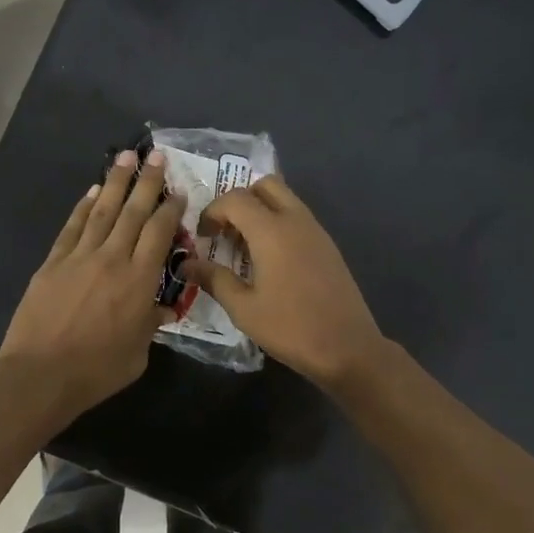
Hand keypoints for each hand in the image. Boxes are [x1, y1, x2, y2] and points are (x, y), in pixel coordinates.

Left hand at [0, 149, 184, 420]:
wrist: (41, 374)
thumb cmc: (97, 370)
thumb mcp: (138, 353)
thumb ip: (151, 324)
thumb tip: (160, 309)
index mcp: (140, 280)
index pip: (160, 233)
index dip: (171, 209)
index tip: (178, 192)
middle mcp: (113, 258)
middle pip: (134, 212)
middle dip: (148, 181)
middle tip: (157, 155)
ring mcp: (80, 257)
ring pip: (103, 210)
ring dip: (116, 182)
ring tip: (126, 157)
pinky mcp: (53, 263)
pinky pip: (72, 227)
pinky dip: (83, 206)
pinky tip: (93, 191)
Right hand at [182, 174, 384, 389]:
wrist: (347, 347)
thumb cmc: (290, 327)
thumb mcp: (243, 307)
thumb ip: (214, 279)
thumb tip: (186, 265)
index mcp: (272, 230)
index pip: (235, 198)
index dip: (212, 212)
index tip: (202, 237)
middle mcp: (296, 220)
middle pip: (265, 185)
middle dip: (240, 200)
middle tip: (225, 231)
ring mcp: (316, 231)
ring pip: (285, 199)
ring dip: (260, 211)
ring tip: (244, 247)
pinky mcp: (328, 246)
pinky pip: (298, 218)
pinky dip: (278, 224)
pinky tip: (269, 260)